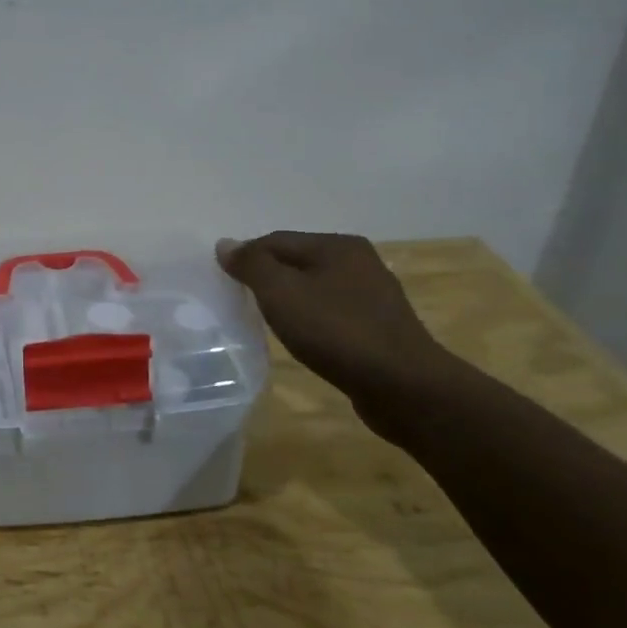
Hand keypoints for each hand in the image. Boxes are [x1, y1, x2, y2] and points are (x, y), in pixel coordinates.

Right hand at [216, 232, 457, 409]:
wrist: (403, 386)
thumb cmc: (336, 331)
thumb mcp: (281, 292)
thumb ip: (252, 264)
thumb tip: (226, 244)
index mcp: (337, 245)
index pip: (276, 240)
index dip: (245, 258)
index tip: (223, 284)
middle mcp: (359, 262)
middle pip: (296, 262)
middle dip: (267, 279)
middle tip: (241, 303)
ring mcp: (373, 295)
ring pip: (314, 288)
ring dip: (288, 300)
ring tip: (267, 322)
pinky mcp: (379, 327)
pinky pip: (331, 313)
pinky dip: (310, 320)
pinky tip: (302, 338)